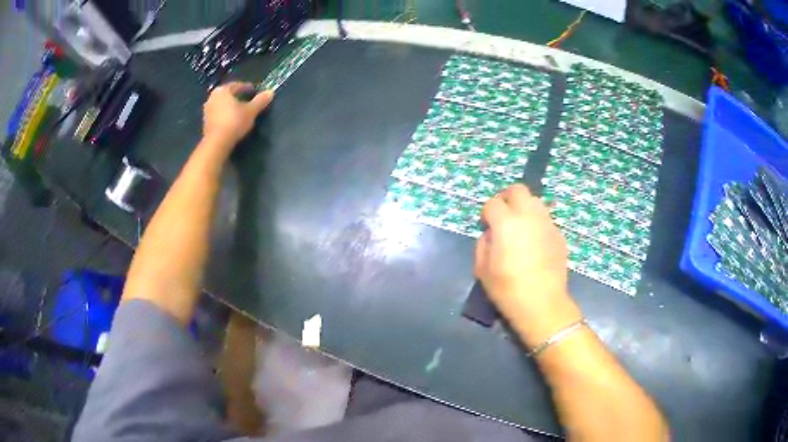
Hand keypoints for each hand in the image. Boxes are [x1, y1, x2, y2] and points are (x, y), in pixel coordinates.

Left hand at [202, 82, 273, 154]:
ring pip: (223, 105)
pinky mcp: (205, 123)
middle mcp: (212, 97)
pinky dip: (226, 116)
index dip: (247, 88)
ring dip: (231, 107)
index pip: (237, 85)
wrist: (217, 143)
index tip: (255, 92)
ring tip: (241, 112)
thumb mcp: (251, 110)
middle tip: (248, 101)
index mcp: (222, 90)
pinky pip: (218, 115)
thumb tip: (270, 92)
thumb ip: (260, 100)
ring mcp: (207, 111)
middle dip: (238, 97)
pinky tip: (233, 121)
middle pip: (228, 95)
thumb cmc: (234, 122)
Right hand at [475, 184, 580, 345]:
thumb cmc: (508, 289)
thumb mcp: (482, 270)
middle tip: (503, 216)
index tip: (486, 225)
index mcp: (506, 223)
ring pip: (535, 201)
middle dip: (507, 198)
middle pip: (518, 189)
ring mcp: (547, 224)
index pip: (493, 203)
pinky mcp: (559, 235)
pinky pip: (546, 220)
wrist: (542, 304)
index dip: (486, 212)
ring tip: (520, 228)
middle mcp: (529, 216)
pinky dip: (537, 224)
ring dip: (524, 208)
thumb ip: (483, 244)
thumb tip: (491, 234)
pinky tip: (535, 243)